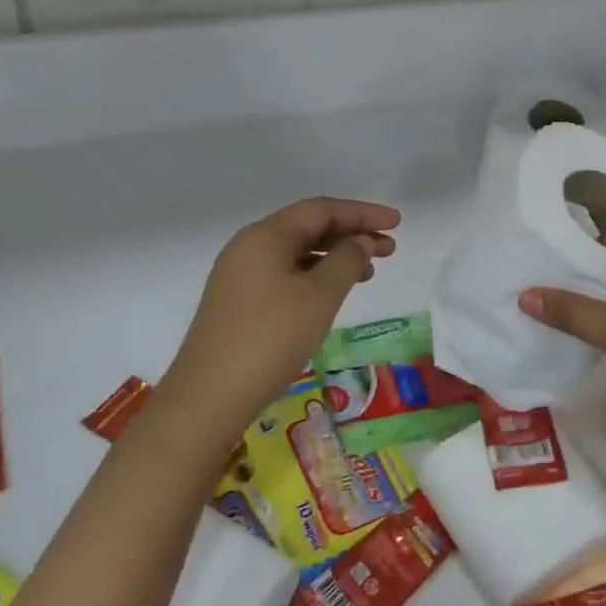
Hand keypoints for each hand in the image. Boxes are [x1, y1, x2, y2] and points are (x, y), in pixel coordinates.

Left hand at [161, 197, 400, 437]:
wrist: (209, 395)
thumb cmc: (270, 337)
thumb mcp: (319, 296)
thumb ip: (347, 260)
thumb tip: (361, 242)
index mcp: (265, 236)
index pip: (321, 210)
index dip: (362, 213)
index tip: (396, 222)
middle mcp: (248, 247)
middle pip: (308, 228)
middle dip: (351, 234)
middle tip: (390, 249)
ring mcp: (240, 276)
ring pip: (296, 254)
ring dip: (334, 257)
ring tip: (368, 273)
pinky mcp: (238, 302)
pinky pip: (284, 275)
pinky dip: (314, 277)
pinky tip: (332, 294)